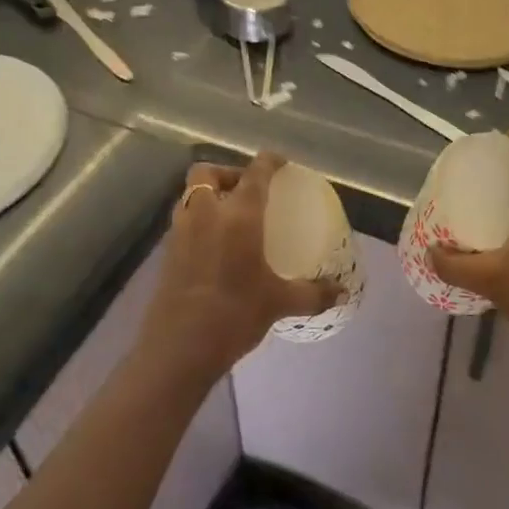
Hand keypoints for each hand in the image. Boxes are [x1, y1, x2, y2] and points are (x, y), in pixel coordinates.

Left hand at [141, 153, 341, 379]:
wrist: (178, 348)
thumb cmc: (234, 314)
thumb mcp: (279, 303)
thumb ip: (313, 293)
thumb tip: (342, 292)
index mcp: (238, 215)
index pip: (255, 173)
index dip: (268, 161)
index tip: (280, 161)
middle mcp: (206, 213)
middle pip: (208, 172)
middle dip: (226, 172)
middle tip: (247, 189)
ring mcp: (181, 231)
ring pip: (191, 195)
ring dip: (209, 194)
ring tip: (230, 215)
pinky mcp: (167, 252)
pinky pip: (184, 220)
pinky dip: (199, 219)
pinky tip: (214, 245)